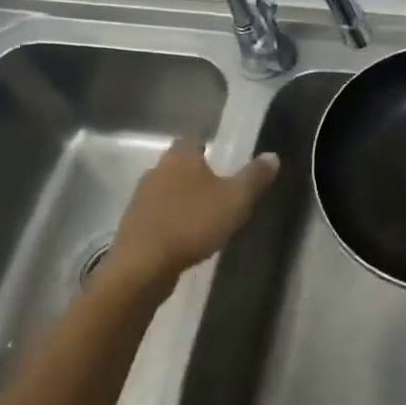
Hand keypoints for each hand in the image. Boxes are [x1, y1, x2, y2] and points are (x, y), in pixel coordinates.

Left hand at [104, 138, 278, 286]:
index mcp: (180, 157)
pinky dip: (171, 219)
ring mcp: (140, 198)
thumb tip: (272, 156)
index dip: (208, 144)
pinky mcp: (133, 224)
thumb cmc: (192, 224)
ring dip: (183, 198)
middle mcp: (156, 170)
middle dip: (197, 173)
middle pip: (179, 164)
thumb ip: (254, 177)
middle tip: (219, 187)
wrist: (143, 266)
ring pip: (167, 189)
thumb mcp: (236, 200)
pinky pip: (158, 214)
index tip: (223, 156)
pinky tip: (185, 235)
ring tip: (204, 214)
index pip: (193, 138)